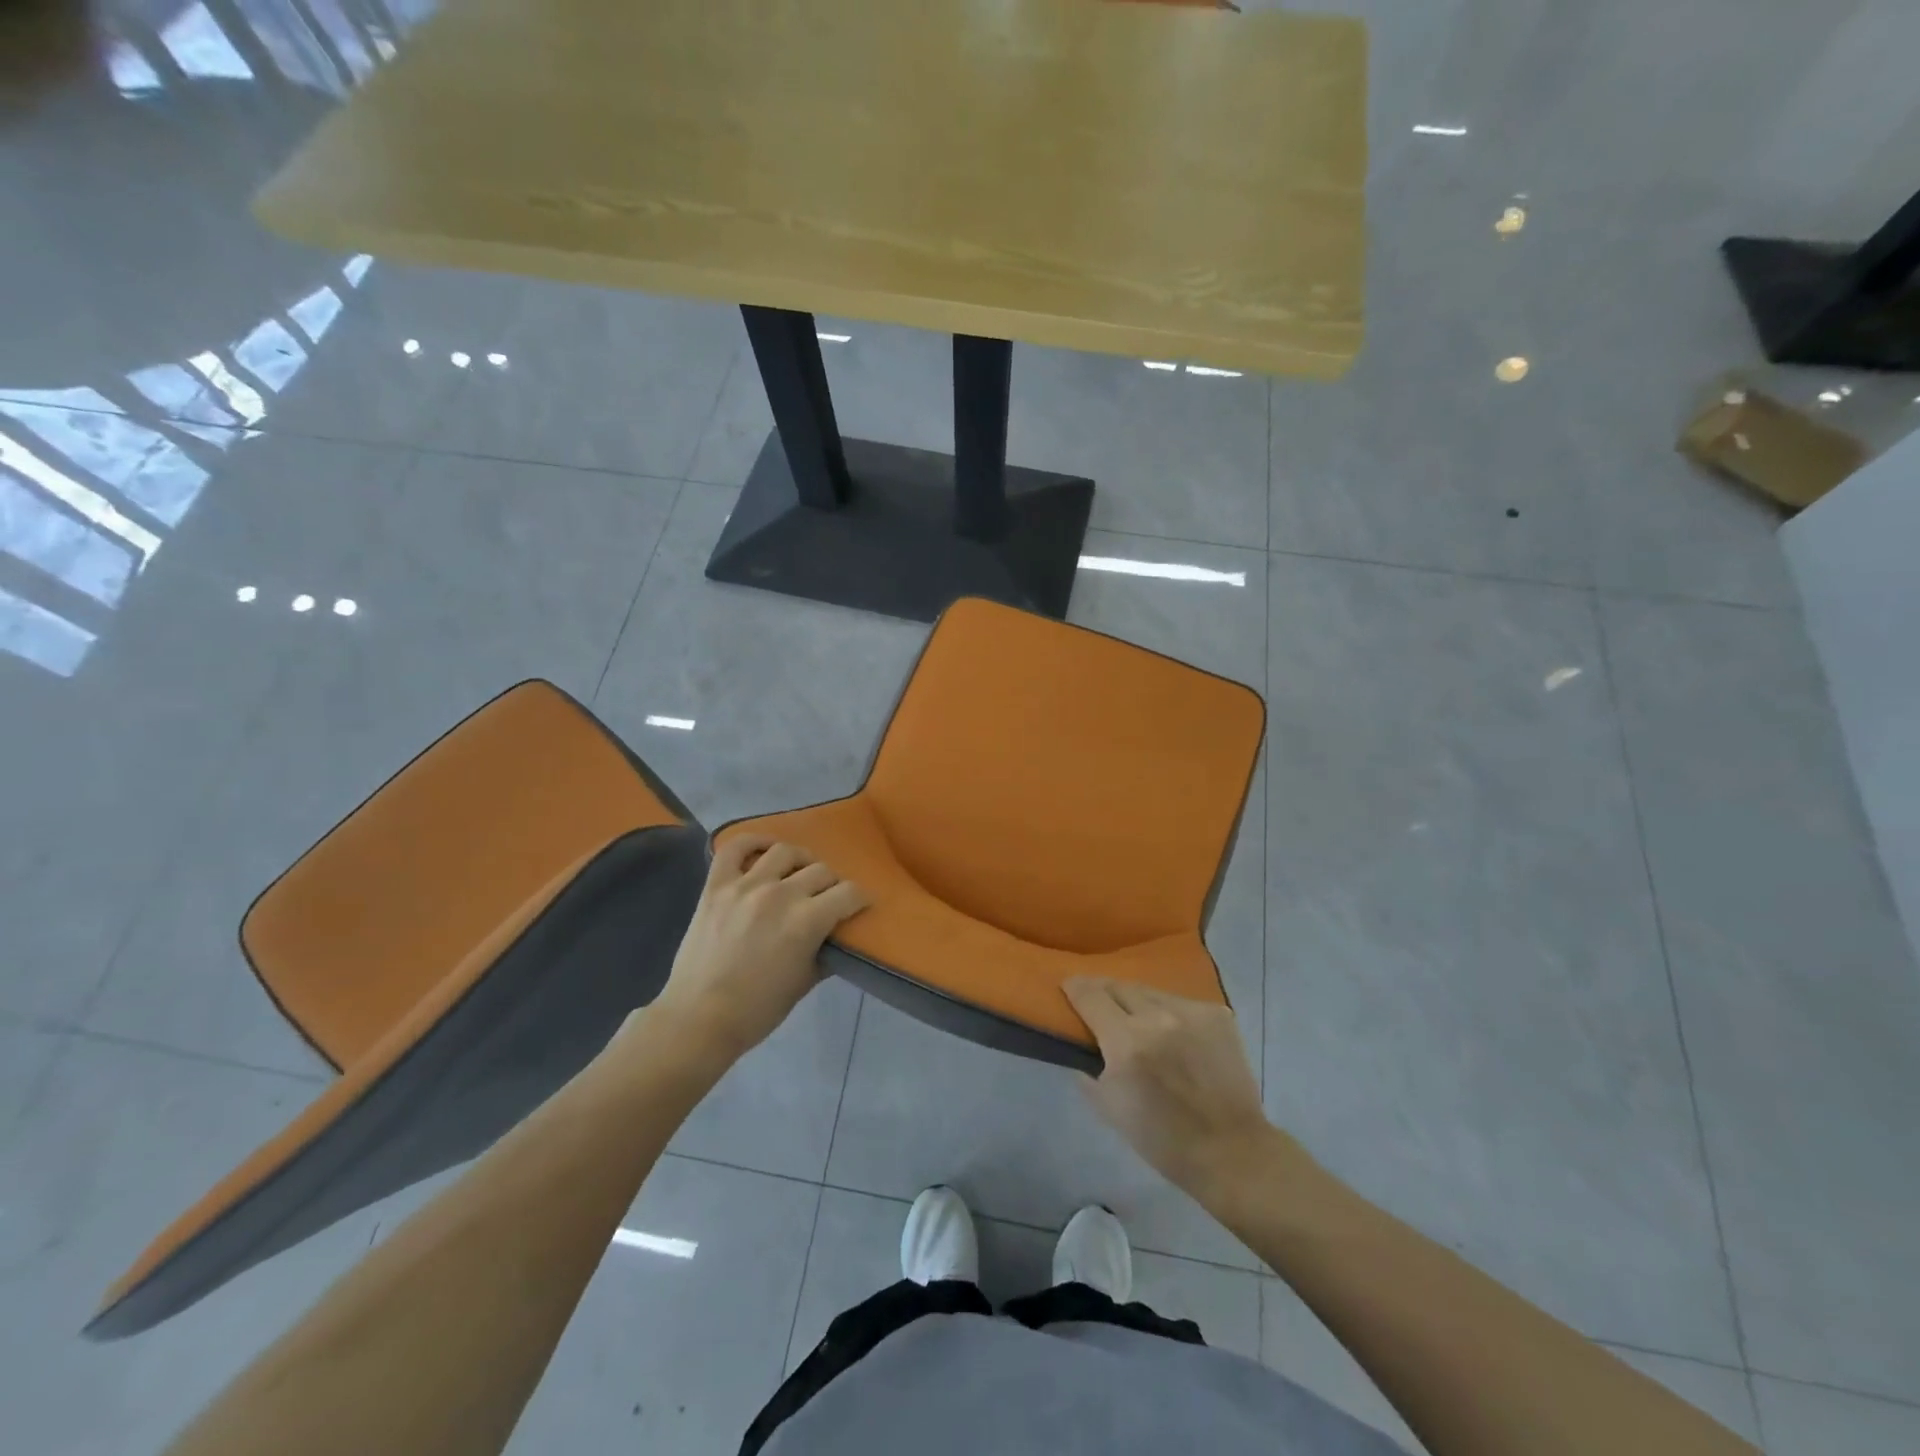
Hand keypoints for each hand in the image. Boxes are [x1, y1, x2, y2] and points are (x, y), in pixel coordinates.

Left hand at [648, 835, 868, 1064]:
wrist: (698, 1018)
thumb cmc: (757, 1009)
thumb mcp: (805, 982)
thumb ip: (825, 951)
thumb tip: (835, 935)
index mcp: (806, 921)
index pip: (848, 893)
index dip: (860, 898)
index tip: (860, 904)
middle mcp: (780, 894)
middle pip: (820, 871)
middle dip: (832, 884)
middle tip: (827, 897)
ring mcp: (745, 886)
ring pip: (784, 852)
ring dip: (800, 860)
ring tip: (798, 872)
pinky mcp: (716, 886)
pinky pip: (735, 848)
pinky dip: (752, 842)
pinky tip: (764, 849)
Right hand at [1064, 978, 1274, 1198]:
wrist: (1231, 1151)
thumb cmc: (1163, 1139)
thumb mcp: (1110, 1109)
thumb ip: (1088, 1071)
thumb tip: (1081, 1047)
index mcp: (1126, 1042)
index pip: (1090, 995)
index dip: (1075, 988)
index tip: (1069, 987)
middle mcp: (1157, 1017)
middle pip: (1119, 986)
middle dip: (1104, 992)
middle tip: (1099, 1001)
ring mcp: (1191, 1012)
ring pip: (1151, 992)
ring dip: (1138, 1002)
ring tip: (1137, 1017)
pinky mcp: (1217, 1015)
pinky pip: (1182, 1003)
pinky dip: (1170, 1014)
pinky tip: (1174, 1033)